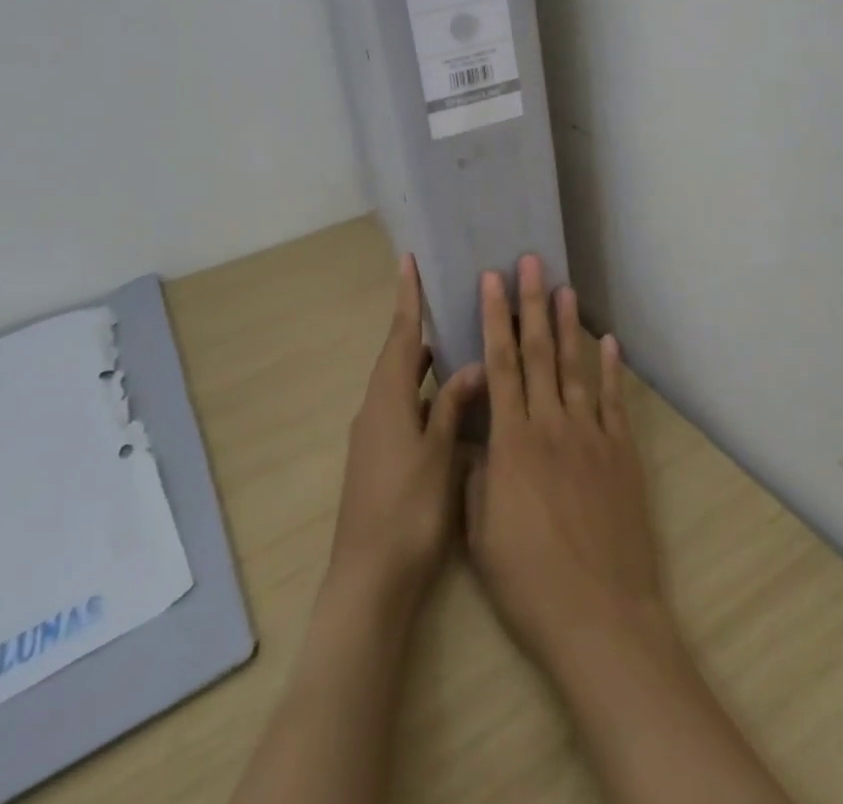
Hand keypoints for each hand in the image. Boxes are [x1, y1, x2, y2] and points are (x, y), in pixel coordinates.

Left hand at [328, 254, 485, 617]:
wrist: (369, 582)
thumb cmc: (408, 511)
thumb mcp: (440, 454)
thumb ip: (454, 406)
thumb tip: (472, 366)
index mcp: (388, 400)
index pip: (402, 336)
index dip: (408, 298)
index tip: (408, 262)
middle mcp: (376, 411)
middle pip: (399, 358)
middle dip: (419, 329)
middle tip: (447, 303)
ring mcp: (375, 438)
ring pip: (402, 386)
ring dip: (423, 365)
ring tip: (455, 346)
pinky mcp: (380, 461)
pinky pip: (404, 411)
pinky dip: (425, 397)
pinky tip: (448, 406)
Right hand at [463, 254, 671, 676]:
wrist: (600, 616)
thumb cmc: (529, 581)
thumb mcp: (481, 533)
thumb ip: (476, 476)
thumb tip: (474, 438)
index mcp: (512, 441)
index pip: (500, 365)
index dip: (493, 319)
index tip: (490, 280)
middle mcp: (551, 424)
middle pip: (538, 351)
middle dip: (530, 303)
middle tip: (530, 262)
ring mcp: (591, 435)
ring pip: (575, 367)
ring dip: (568, 325)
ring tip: (565, 288)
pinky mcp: (622, 453)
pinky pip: (614, 401)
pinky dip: (612, 368)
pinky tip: (610, 341)